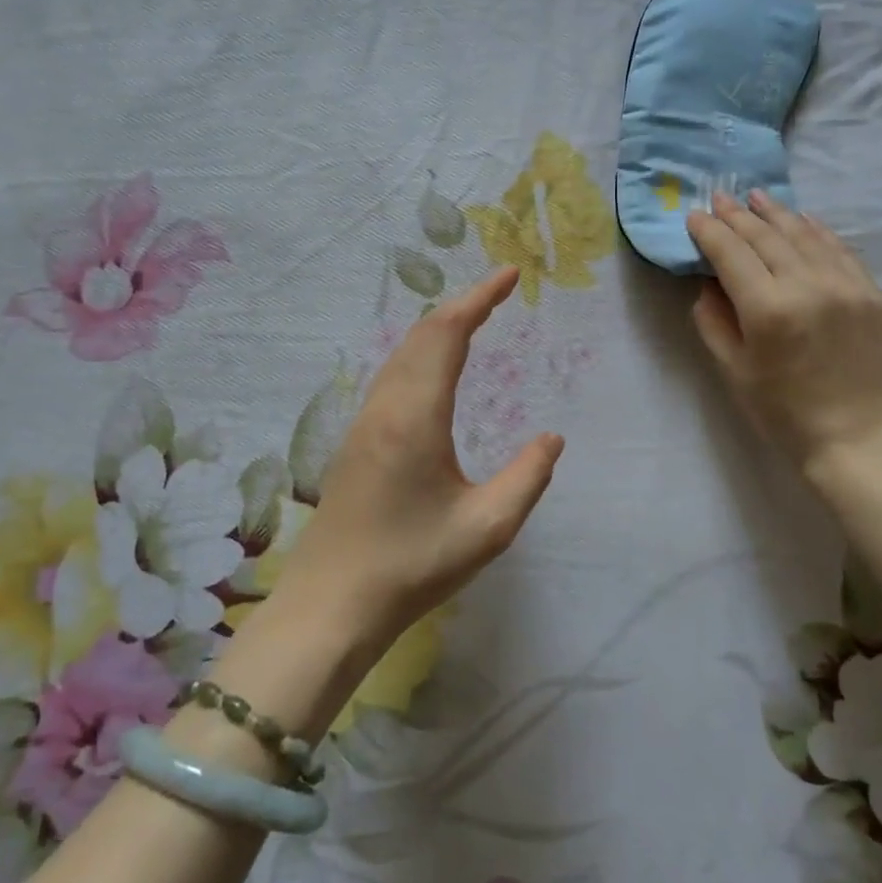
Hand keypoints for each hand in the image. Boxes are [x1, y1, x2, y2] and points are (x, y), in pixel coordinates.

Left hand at [277, 267, 563, 640]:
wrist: (331, 607)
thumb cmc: (412, 566)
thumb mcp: (487, 527)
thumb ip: (527, 477)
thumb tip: (551, 438)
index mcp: (415, 416)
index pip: (447, 335)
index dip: (479, 299)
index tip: (510, 276)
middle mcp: (384, 408)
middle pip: (420, 335)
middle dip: (461, 306)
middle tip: (498, 293)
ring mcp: (362, 425)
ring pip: (400, 354)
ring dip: (436, 329)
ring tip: (473, 321)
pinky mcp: (354, 444)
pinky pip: (390, 377)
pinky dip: (419, 354)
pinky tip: (432, 373)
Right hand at [686, 191, 881, 476]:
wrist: (854, 436)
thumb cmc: (781, 411)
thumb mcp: (732, 369)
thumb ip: (713, 320)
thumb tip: (709, 282)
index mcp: (767, 309)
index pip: (731, 254)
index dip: (710, 232)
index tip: (695, 216)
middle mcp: (807, 286)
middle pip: (766, 236)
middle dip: (738, 215)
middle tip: (719, 198)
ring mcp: (846, 285)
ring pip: (804, 234)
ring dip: (776, 213)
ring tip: (755, 197)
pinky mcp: (871, 292)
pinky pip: (839, 249)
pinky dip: (816, 230)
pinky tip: (801, 219)